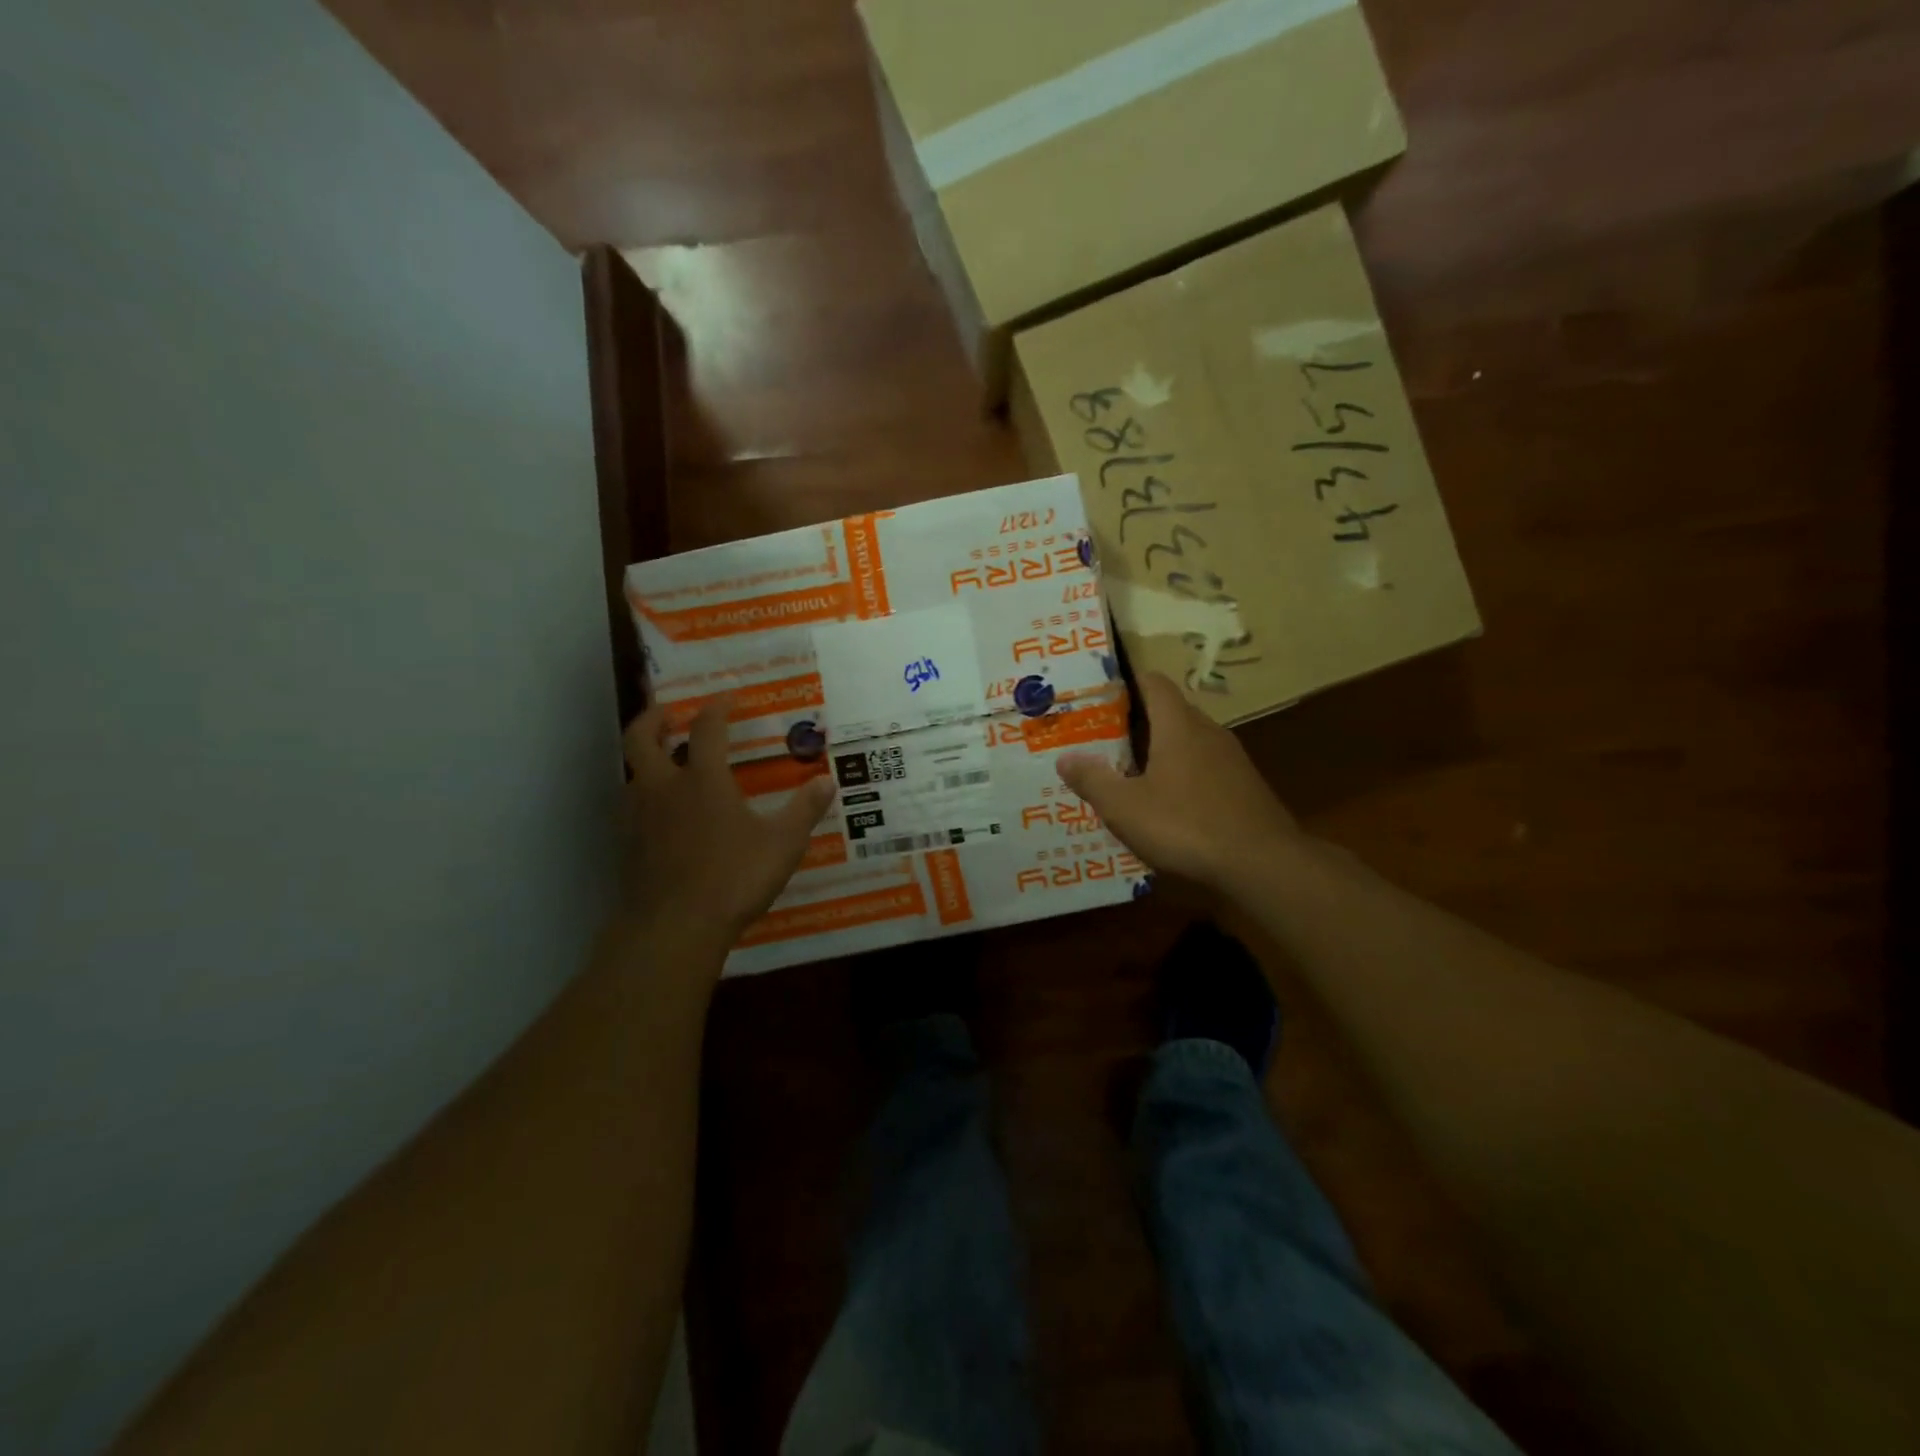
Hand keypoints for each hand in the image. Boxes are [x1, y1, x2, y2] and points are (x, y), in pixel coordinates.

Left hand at [622, 699, 836, 946]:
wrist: (674, 927)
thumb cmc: (733, 878)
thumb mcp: (783, 844)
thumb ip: (804, 810)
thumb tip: (827, 781)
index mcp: (703, 779)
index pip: (707, 728)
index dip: (717, 706)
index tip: (728, 696)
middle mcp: (664, 788)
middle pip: (641, 738)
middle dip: (652, 718)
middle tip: (667, 712)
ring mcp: (639, 817)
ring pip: (631, 772)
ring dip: (645, 758)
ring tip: (665, 761)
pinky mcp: (627, 845)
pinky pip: (631, 807)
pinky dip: (644, 795)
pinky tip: (661, 813)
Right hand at [1056, 672, 1303, 894]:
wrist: (1263, 864)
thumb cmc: (1186, 825)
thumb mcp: (1125, 807)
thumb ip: (1092, 780)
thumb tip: (1065, 758)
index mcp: (1178, 725)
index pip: (1154, 683)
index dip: (1126, 683)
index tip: (1098, 696)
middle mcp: (1208, 732)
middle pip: (1169, 713)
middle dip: (1135, 723)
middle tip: (1100, 740)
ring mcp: (1231, 760)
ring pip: (1187, 743)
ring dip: (1158, 752)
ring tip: (1126, 774)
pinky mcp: (1243, 788)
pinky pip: (1203, 769)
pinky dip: (1180, 777)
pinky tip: (1164, 806)